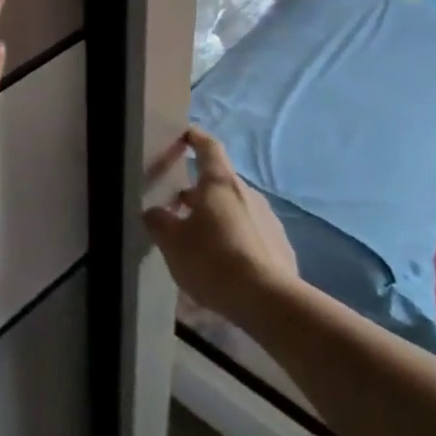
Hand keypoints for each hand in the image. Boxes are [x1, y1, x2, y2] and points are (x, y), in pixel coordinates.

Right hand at [144, 126, 298, 323]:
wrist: (269, 302)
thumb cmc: (213, 260)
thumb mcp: (172, 242)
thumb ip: (159, 221)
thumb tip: (154, 212)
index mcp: (219, 183)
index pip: (208, 147)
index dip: (196, 138)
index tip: (185, 134)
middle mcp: (247, 194)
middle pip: (219, 183)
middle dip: (197, 191)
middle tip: (176, 207)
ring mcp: (269, 220)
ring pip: (235, 209)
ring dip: (215, 217)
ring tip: (197, 240)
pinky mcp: (281, 247)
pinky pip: (250, 234)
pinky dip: (234, 239)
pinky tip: (223, 263)